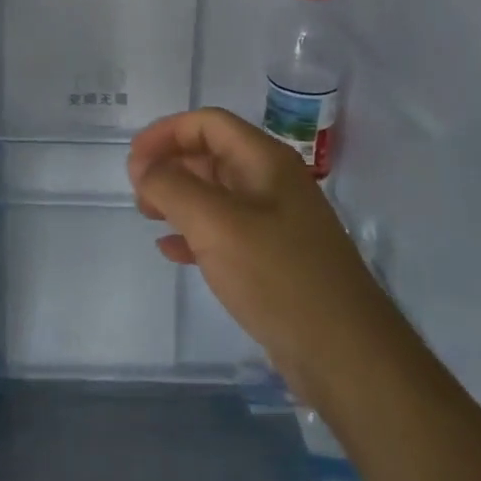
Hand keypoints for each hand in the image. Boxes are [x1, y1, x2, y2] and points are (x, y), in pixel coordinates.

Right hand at [128, 109, 374, 381]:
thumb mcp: (215, 224)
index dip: (166, 133)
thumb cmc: (279, 277)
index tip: (133, 160)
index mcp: (265, 161)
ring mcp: (276, 223)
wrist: (347, 357)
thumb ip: (172, 187)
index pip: (208, 123)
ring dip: (178, 198)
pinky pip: (224, 232)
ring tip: (146, 216)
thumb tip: (143, 167)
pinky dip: (194, 233)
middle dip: (170, 164)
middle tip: (137, 191)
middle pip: (211, 154)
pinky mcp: (274, 260)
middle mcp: (272, 183)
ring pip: (216, 194)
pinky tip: (172, 251)